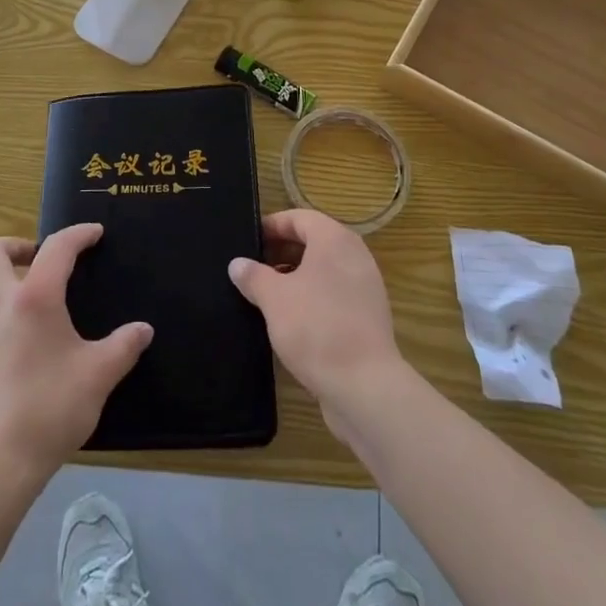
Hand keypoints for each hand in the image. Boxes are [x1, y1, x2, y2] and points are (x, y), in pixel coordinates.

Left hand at [0, 223, 152, 481]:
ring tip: (38, 299)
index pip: (57, 248)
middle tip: (42, 257)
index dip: (78, 235)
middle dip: (17, 244)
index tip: (95, 234)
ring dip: (6, 277)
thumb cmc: (50, 408)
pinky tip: (24, 340)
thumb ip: (123, 346)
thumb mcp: (99, 375)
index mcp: (33, 297)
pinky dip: (1, 310)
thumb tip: (143, 330)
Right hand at [229, 209, 406, 439]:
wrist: (365, 387)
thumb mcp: (274, 299)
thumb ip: (253, 276)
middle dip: (282, 251)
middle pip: (314, 242)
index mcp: (334, 240)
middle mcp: (355, 256)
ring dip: (296, 276)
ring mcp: (365, 287)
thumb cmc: (316, 328)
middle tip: (254, 267)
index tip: (250, 239)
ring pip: (324, 270)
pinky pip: (335, 294)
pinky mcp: (368, 317)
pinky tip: (291, 319)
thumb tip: (237, 264)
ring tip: (267, 294)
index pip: (300, 218)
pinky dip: (313, 297)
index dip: (273, 225)